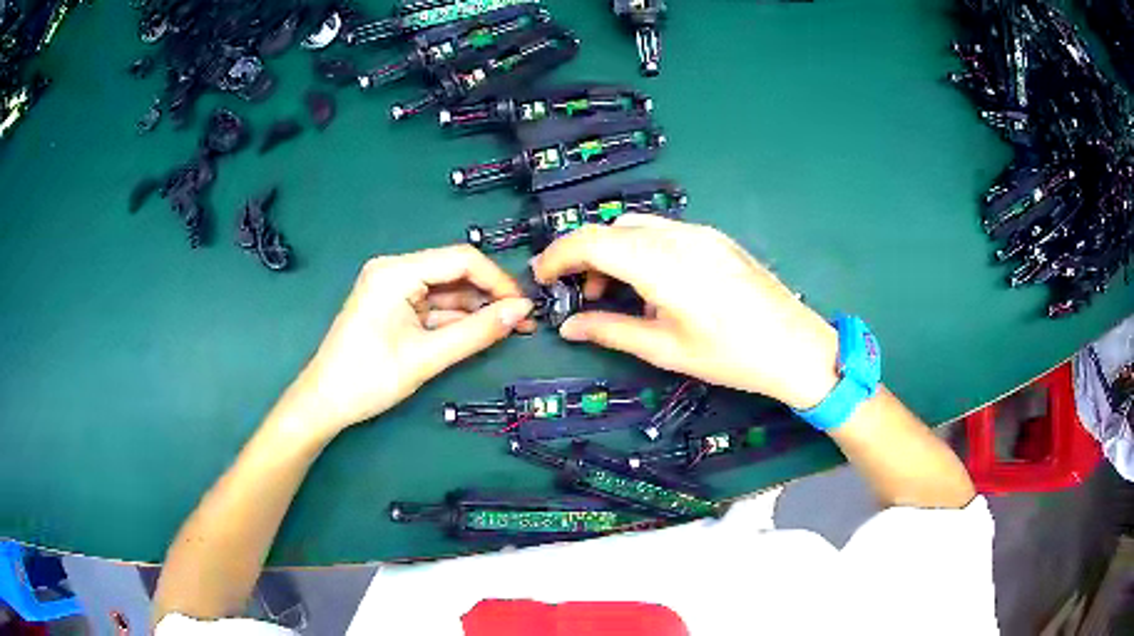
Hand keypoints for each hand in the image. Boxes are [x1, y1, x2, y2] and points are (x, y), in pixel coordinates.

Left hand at [273, 245, 533, 441]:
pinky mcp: (393, 307)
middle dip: (489, 296)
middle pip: (454, 273)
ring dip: (476, 309)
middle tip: (523, 321)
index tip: (524, 306)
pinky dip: (456, 320)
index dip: (497, 280)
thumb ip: (477, 332)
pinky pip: (432, 307)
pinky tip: (481, 332)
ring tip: (510, 329)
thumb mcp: (426, 357)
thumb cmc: (369, 378)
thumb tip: (522, 311)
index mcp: (396, 271)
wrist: (325, 403)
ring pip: (446, 291)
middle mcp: (395, 270)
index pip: (460, 260)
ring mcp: (393, 288)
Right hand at [533, 215, 838, 410]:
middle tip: (578, 292)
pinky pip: (663, 232)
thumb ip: (610, 331)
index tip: (541, 278)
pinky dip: (640, 249)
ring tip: (613, 291)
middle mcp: (677, 236)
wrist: (795, 346)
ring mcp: (700, 232)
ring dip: (612, 251)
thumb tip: (568, 326)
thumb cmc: (731, 356)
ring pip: (636, 227)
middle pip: (611, 229)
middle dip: (583, 255)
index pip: (591, 241)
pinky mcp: (714, 237)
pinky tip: (650, 283)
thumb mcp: (665, 349)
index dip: (558, 255)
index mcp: (661, 264)